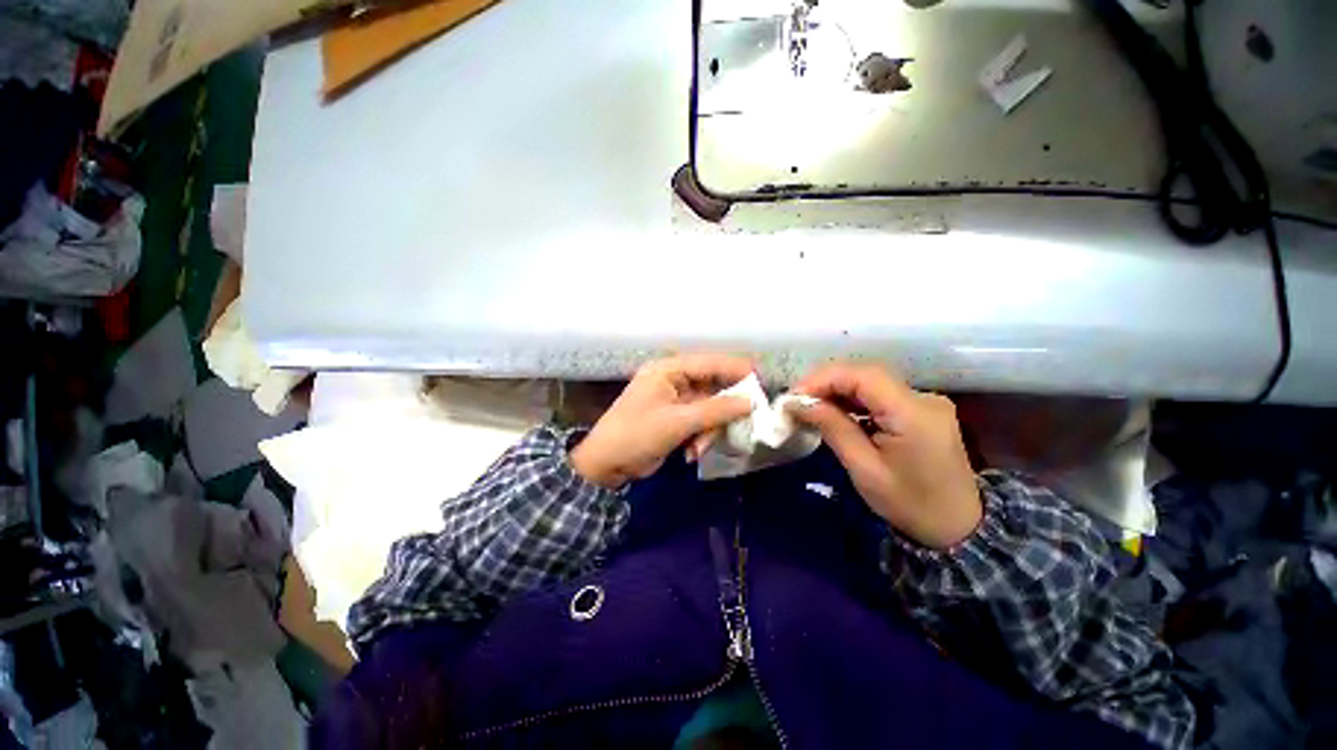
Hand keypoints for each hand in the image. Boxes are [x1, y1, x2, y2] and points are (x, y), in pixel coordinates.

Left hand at [570, 355, 753, 488]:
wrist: (606, 464)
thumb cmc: (637, 434)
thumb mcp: (677, 422)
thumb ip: (716, 410)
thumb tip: (751, 402)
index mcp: (668, 370)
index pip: (709, 363)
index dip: (736, 370)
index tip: (761, 382)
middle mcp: (673, 380)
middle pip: (712, 386)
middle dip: (723, 409)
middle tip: (742, 423)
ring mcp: (675, 401)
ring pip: (709, 408)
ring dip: (709, 429)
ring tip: (699, 448)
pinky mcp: (676, 419)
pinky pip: (701, 422)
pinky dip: (701, 436)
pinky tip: (691, 453)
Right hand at [788, 363, 981, 549]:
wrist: (957, 528)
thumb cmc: (909, 504)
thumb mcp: (864, 469)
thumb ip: (833, 427)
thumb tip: (798, 403)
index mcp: (914, 413)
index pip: (863, 376)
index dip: (823, 379)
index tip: (794, 396)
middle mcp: (923, 398)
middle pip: (865, 374)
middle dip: (825, 383)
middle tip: (795, 402)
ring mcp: (924, 401)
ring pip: (870, 382)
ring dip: (836, 391)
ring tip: (808, 407)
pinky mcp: (920, 409)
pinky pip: (879, 394)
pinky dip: (852, 400)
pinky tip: (834, 412)